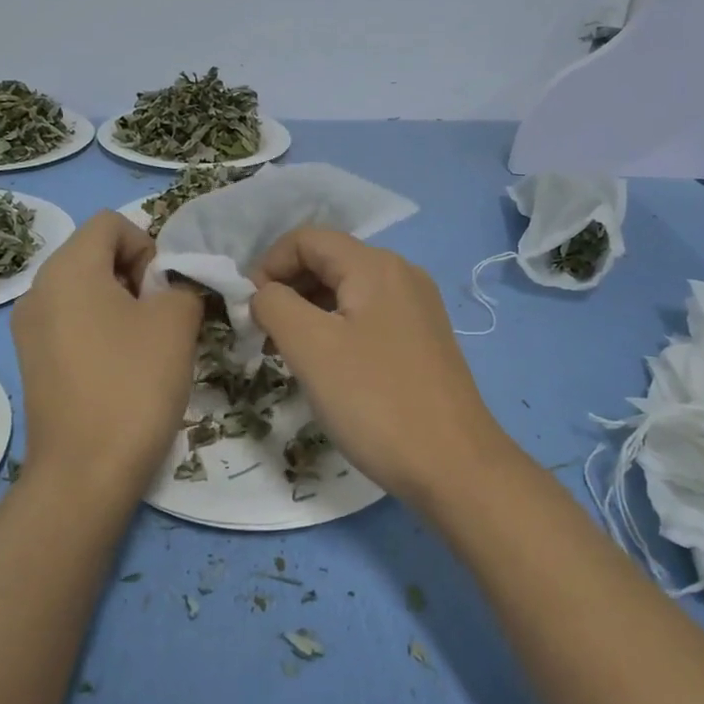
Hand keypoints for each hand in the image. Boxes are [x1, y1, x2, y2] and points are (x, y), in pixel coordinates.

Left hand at [11, 211, 202, 497]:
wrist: (85, 471)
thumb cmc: (134, 384)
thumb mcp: (177, 322)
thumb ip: (184, 285)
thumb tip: (174, 289)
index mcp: (67, 269)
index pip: (112, 223)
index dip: (149, 245)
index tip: (165, 290)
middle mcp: (38, 290)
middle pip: (96, 254)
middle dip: (138, 276)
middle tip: (164, 319)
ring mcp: (29, 329)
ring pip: (86, 291)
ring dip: (124, 305)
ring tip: (148, 347)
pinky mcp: (33, 362)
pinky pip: (73, 323)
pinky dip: (102, 331)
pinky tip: (123, 370)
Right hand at [251, 229, 517, 508]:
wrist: (453, 465)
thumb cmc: (375, 401)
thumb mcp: (311, 347)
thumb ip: (275, 305)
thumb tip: (264, 293)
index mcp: (376, 265)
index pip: (307, 239)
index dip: (268, 265)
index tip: (249, 312)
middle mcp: (402, 274)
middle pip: (329, 261)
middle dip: (287, 290)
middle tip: (263, 337)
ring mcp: (418, 307)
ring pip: (347, 292)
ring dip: (309, 312)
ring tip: (288, 355)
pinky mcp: (423, 339)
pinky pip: (368, 317)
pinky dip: (337, 330)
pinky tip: (327, 367)